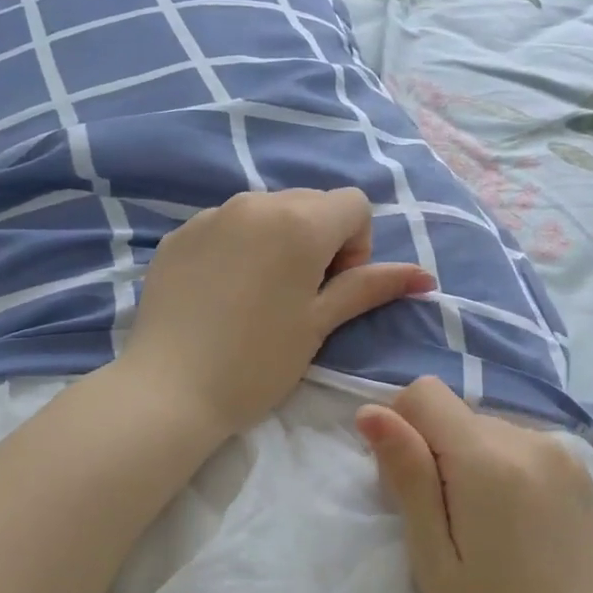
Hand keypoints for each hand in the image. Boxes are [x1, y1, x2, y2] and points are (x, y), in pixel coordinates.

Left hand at [123, 188, 433, 438]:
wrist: (168, 390)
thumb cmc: (258, 361)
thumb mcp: (320, 323)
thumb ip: (370, 287)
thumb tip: (424, 276)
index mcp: (299, 221)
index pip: (354, 204)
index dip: (356, 246)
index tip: (331, 289)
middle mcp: (256, 202)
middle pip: (311, 203)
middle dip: (320, 241)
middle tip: (299, 297)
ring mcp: (212, 215)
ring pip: (268, 212)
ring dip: (279, 242)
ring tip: (258, 297)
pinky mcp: (180, 234)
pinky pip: (227, 226)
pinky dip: (239, 248)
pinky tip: (222, 296)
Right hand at [356, 377, 592, 592]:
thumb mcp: (431, 554)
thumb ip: (406, 474)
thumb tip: (371, 412)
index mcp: (490, 459)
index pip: (425, 394)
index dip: (402, 428)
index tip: (407, 485)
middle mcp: (530, 439)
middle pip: (456, 414)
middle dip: (436, 452)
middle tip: (443, 523)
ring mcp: (562, 452)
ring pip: (486, 428)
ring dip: (470, 461)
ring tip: (483, 528)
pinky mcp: (580, 469)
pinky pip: (519, 443)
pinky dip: (502, 467)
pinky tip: (513, 522)